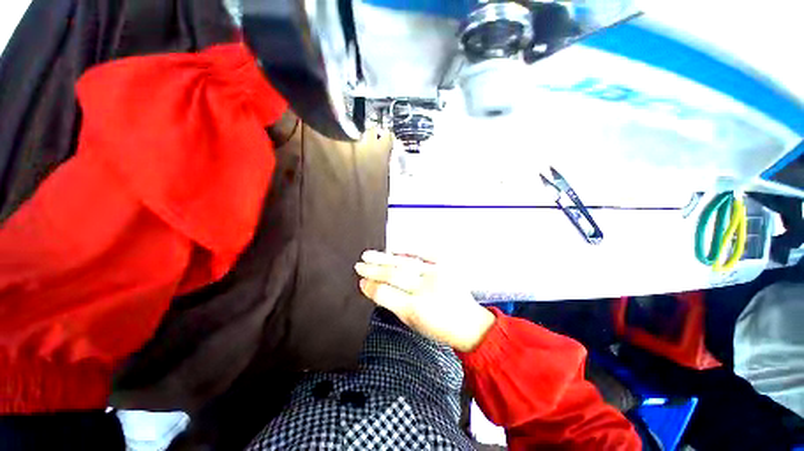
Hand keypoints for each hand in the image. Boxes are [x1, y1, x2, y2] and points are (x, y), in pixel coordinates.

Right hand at [355, 250, 494, 351]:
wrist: (468, 323)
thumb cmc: (438, 327)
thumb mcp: (412, 323)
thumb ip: (392, 304)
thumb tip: (373, 288)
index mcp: (416, 309)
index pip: (386, 293)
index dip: (371, 286)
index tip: (361, 281)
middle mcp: (426, 289)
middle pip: (394, 275)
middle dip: (373, 269)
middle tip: (359, 265)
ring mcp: (437, 274)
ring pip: (405, 262)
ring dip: (384, 258)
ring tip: (369, 254)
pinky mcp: (445, 265)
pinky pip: (423, 253)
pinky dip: (406, 250)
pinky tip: (393, 248)